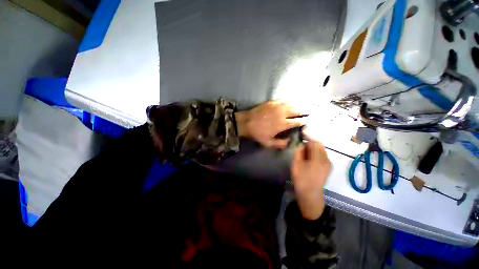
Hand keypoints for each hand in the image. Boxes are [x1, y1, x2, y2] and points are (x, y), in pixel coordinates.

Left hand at [236, 100, 304, 148]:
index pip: (296, 122)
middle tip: (309, 111)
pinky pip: (282, 100)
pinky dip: (288, 101)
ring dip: (298, 105)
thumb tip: (289, 141)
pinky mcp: (271, 102)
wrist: (246, 122)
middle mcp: (282, 114)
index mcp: (282, 124)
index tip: (308, 120)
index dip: (303, 121)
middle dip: (303, 111)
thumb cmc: (257, 133)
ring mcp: (277, 106)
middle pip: (296, 111)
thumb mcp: (268, 143)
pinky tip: (290, 101)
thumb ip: (280, 144)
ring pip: (291, 104)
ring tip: (302, 105)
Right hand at [291, 139, 330, 219]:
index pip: (315, 143)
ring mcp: (329, 164)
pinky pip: (323, 155)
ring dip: (313, 148)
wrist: (310, 195)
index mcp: (318, 159)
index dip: (308, 137)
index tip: (301, 134)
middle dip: (311, 143)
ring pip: (322, 150)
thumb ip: (298, 152)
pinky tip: (310, 158)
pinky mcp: (328, 167)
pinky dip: (316, 153)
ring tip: (304, 152)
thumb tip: (301, 144)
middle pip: (320, 145)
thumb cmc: (301, 180)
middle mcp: (326, 160)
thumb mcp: (296, 164)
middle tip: (301, 145)